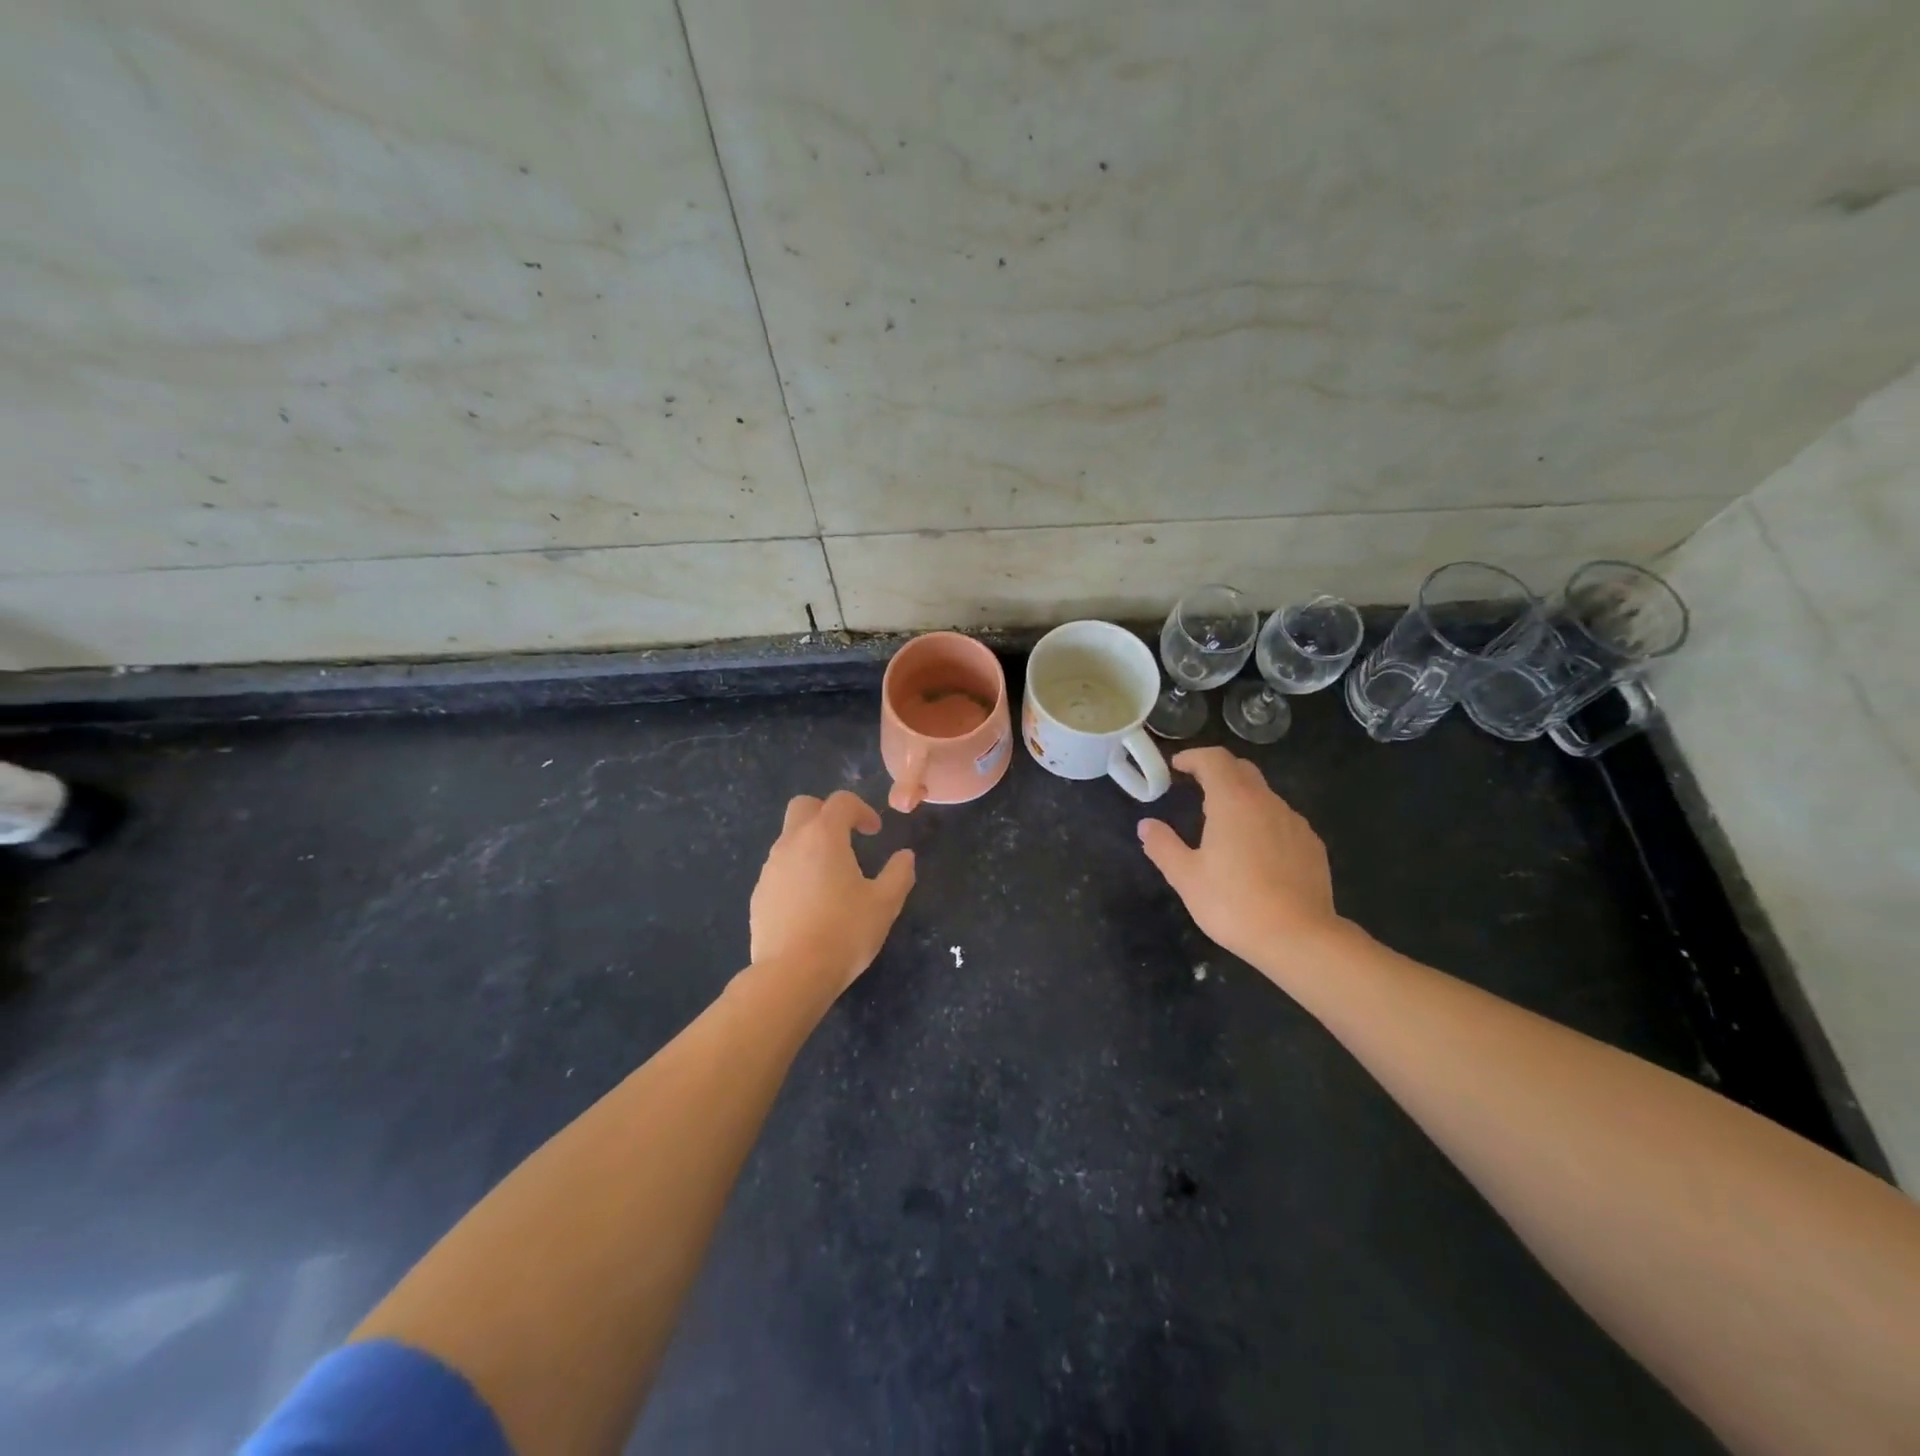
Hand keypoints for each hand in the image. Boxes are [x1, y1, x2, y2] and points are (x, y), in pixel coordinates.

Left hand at [750, 791, 915, 992]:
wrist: (791, 974)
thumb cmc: (844, 932)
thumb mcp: (885, 904)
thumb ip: (899, 873)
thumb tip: (905, 856)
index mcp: (824, 836)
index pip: (840, 801)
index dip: (861, 809)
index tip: (875, 832)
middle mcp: (791, 843)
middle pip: (803, 807)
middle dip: (826, 813)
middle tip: (847, 838)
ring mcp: (770, 869)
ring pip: (788, 838)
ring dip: (811, 844)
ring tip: (832, 877)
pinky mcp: (758, 895)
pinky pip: (779, 869)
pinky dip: (796, 872)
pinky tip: (811, 904)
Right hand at [1137, 747, 1342, 972]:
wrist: (1299, 938)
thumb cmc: (1234, 903)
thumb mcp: (1186, 877)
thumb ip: (1163, 845)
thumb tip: (1146, 825)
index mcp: (1233, 801)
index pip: (1214, 759)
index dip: (1193, 757)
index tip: (1176, 767)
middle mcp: (1267, 802)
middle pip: (1242, 770)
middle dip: (1217, 771)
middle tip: (1195, 788)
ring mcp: (1295, 823)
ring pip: (1264, 796)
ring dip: (1241, 798)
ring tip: (1223, 825)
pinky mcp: (1312, 845)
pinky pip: (1282, 821)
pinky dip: (1263, 822)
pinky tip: (1255, 852)